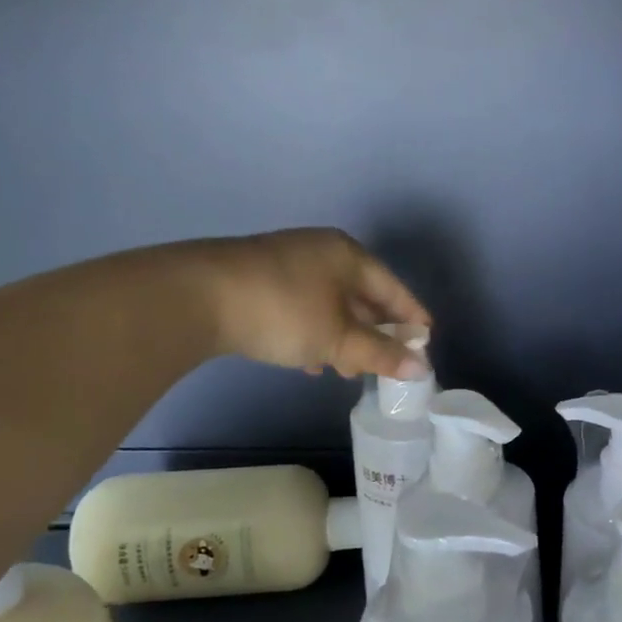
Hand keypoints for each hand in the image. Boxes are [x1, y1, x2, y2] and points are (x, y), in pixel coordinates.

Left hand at [186, 229, 432, 379]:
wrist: (195, 296)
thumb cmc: (284, 311)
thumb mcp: (339, 338)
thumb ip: (381, 354)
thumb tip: (421, 369)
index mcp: (348, 255)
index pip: (393, 287)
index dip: (411, 316)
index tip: (426, 340)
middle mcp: (320, 251)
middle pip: (361, 295)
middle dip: (374, 332)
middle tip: (385, 362)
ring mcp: (286, 263)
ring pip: (330, 304)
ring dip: (343, 337)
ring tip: (346, 369)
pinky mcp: (258, 279)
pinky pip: (302, 307)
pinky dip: (314, 332)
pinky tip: (309, 360)